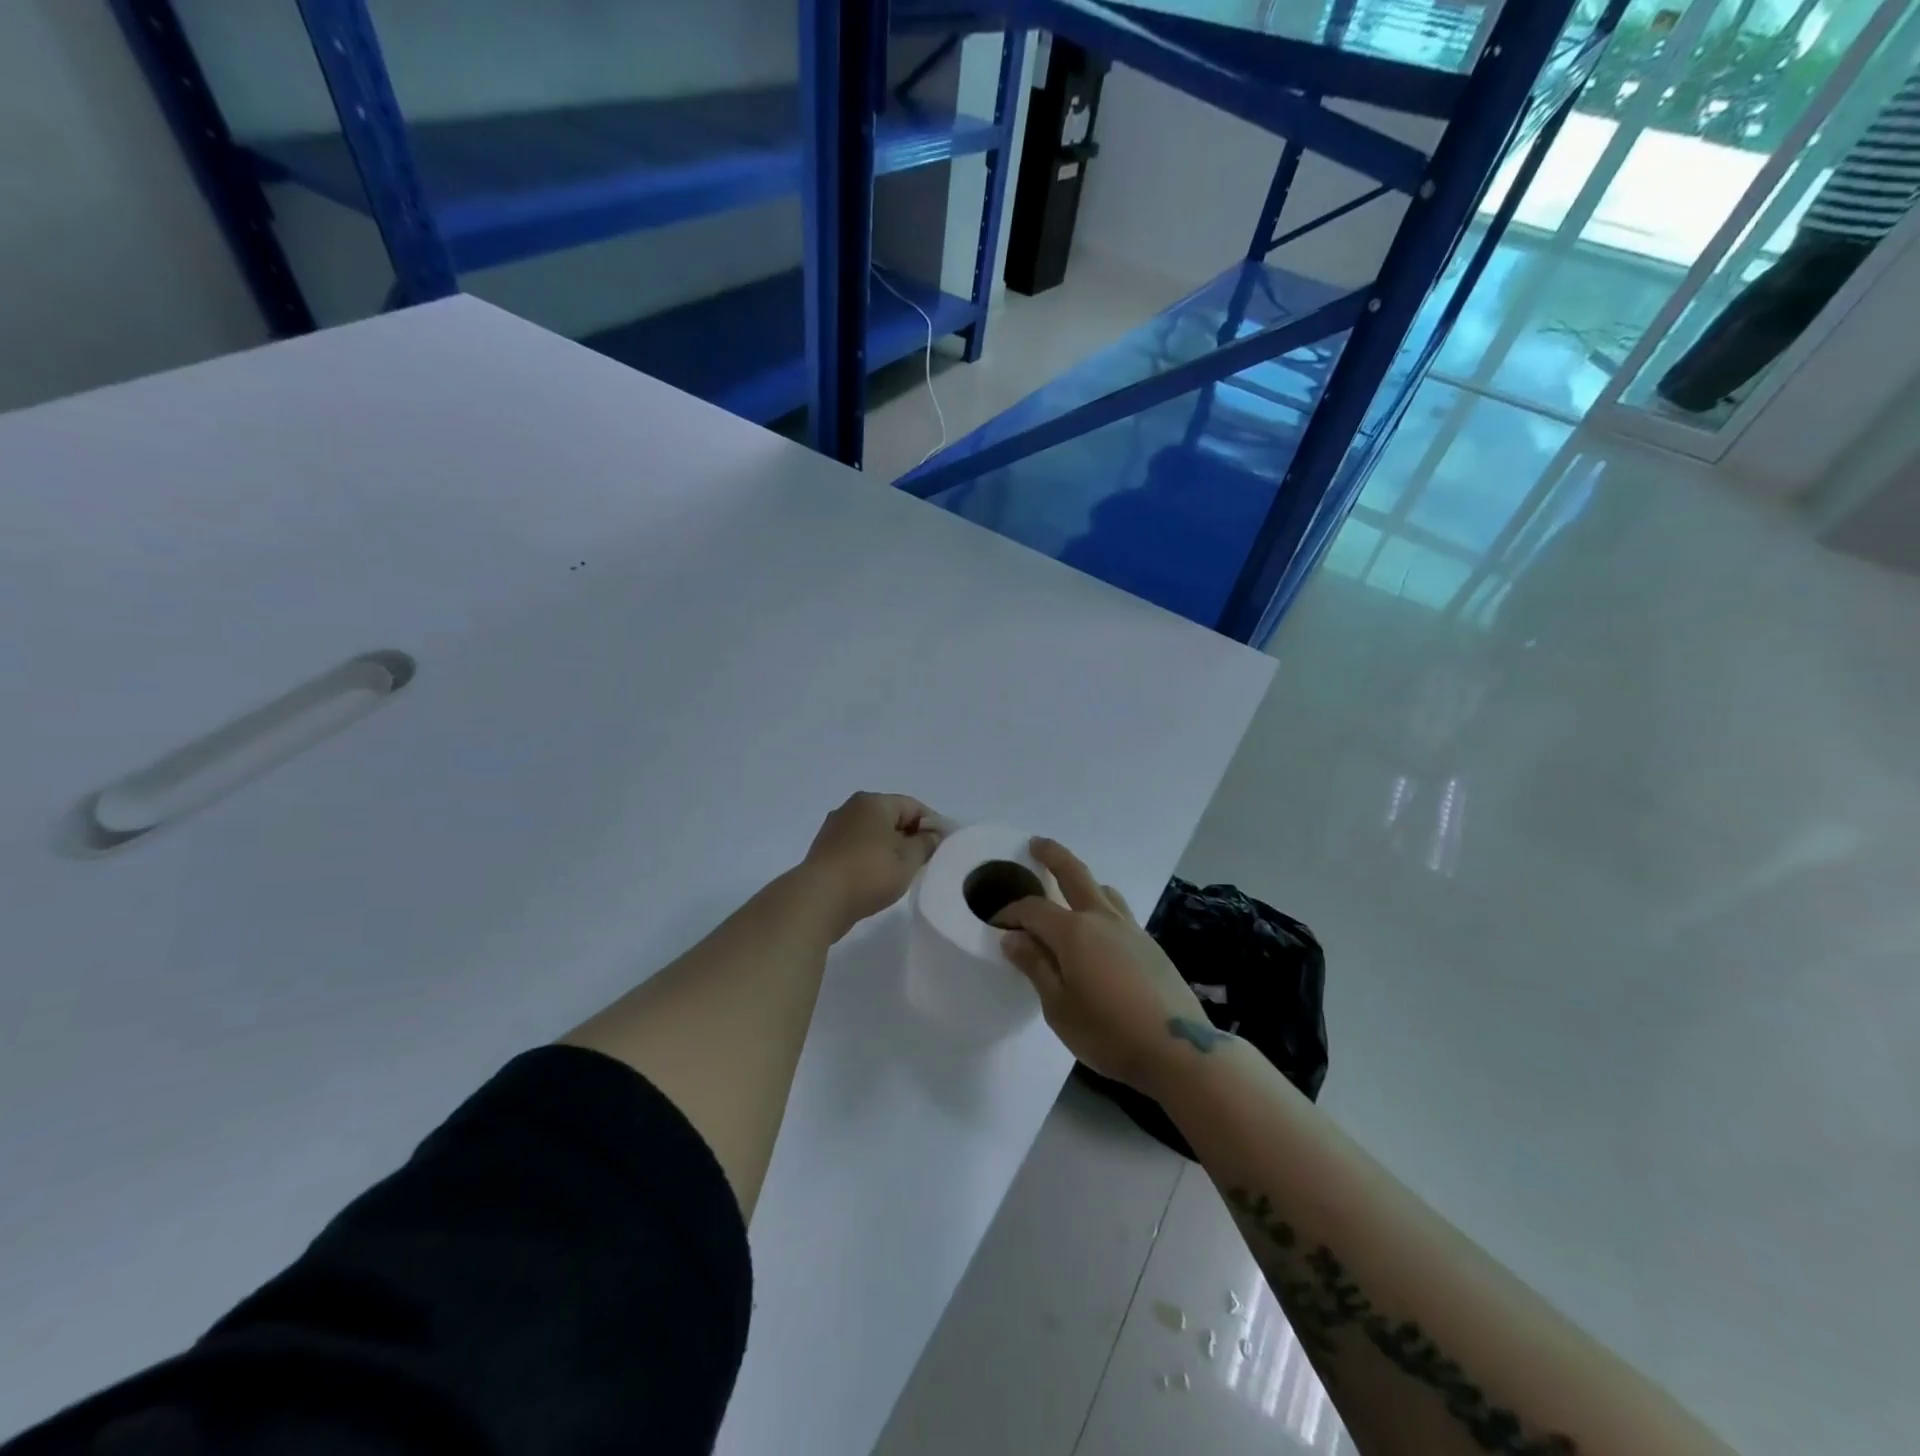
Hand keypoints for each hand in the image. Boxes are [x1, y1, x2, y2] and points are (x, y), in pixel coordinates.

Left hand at [800, 792, 945, 938]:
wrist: (818, 900)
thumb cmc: (869, 873)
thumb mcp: (908, 859)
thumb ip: (926, 843)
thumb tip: (933, 834)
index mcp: (872, 802)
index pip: (913, 806)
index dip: (932, 825)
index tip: (943, 847)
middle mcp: (851, 808)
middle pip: (891, 818)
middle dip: (910, 837)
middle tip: (926, 861)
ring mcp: (834, 829)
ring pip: (873, 834)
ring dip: (890, 849)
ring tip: (903, 873)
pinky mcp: (824, 851)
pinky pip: (857, 848)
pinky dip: (871, 858)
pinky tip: (878, 879)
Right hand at [996, 838, 1212, 1095]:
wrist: (1177, 1049)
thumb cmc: (1107, 1032)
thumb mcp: (1058, 1007)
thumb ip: (1035, 966)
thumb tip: (1013, 937)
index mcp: (1074, 931)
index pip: (1033, 909)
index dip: (1011, 912)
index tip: (996, 923)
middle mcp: (1102, 918)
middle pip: (1075, 873)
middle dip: (1052, 855)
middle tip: (1036, 844)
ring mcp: (1131, 928)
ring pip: (1103, 890)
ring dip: (1083, 881)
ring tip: (1071, 889)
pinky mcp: (1150, 944)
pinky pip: (1119, 912)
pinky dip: (1101, 907)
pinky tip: (1099, 932)